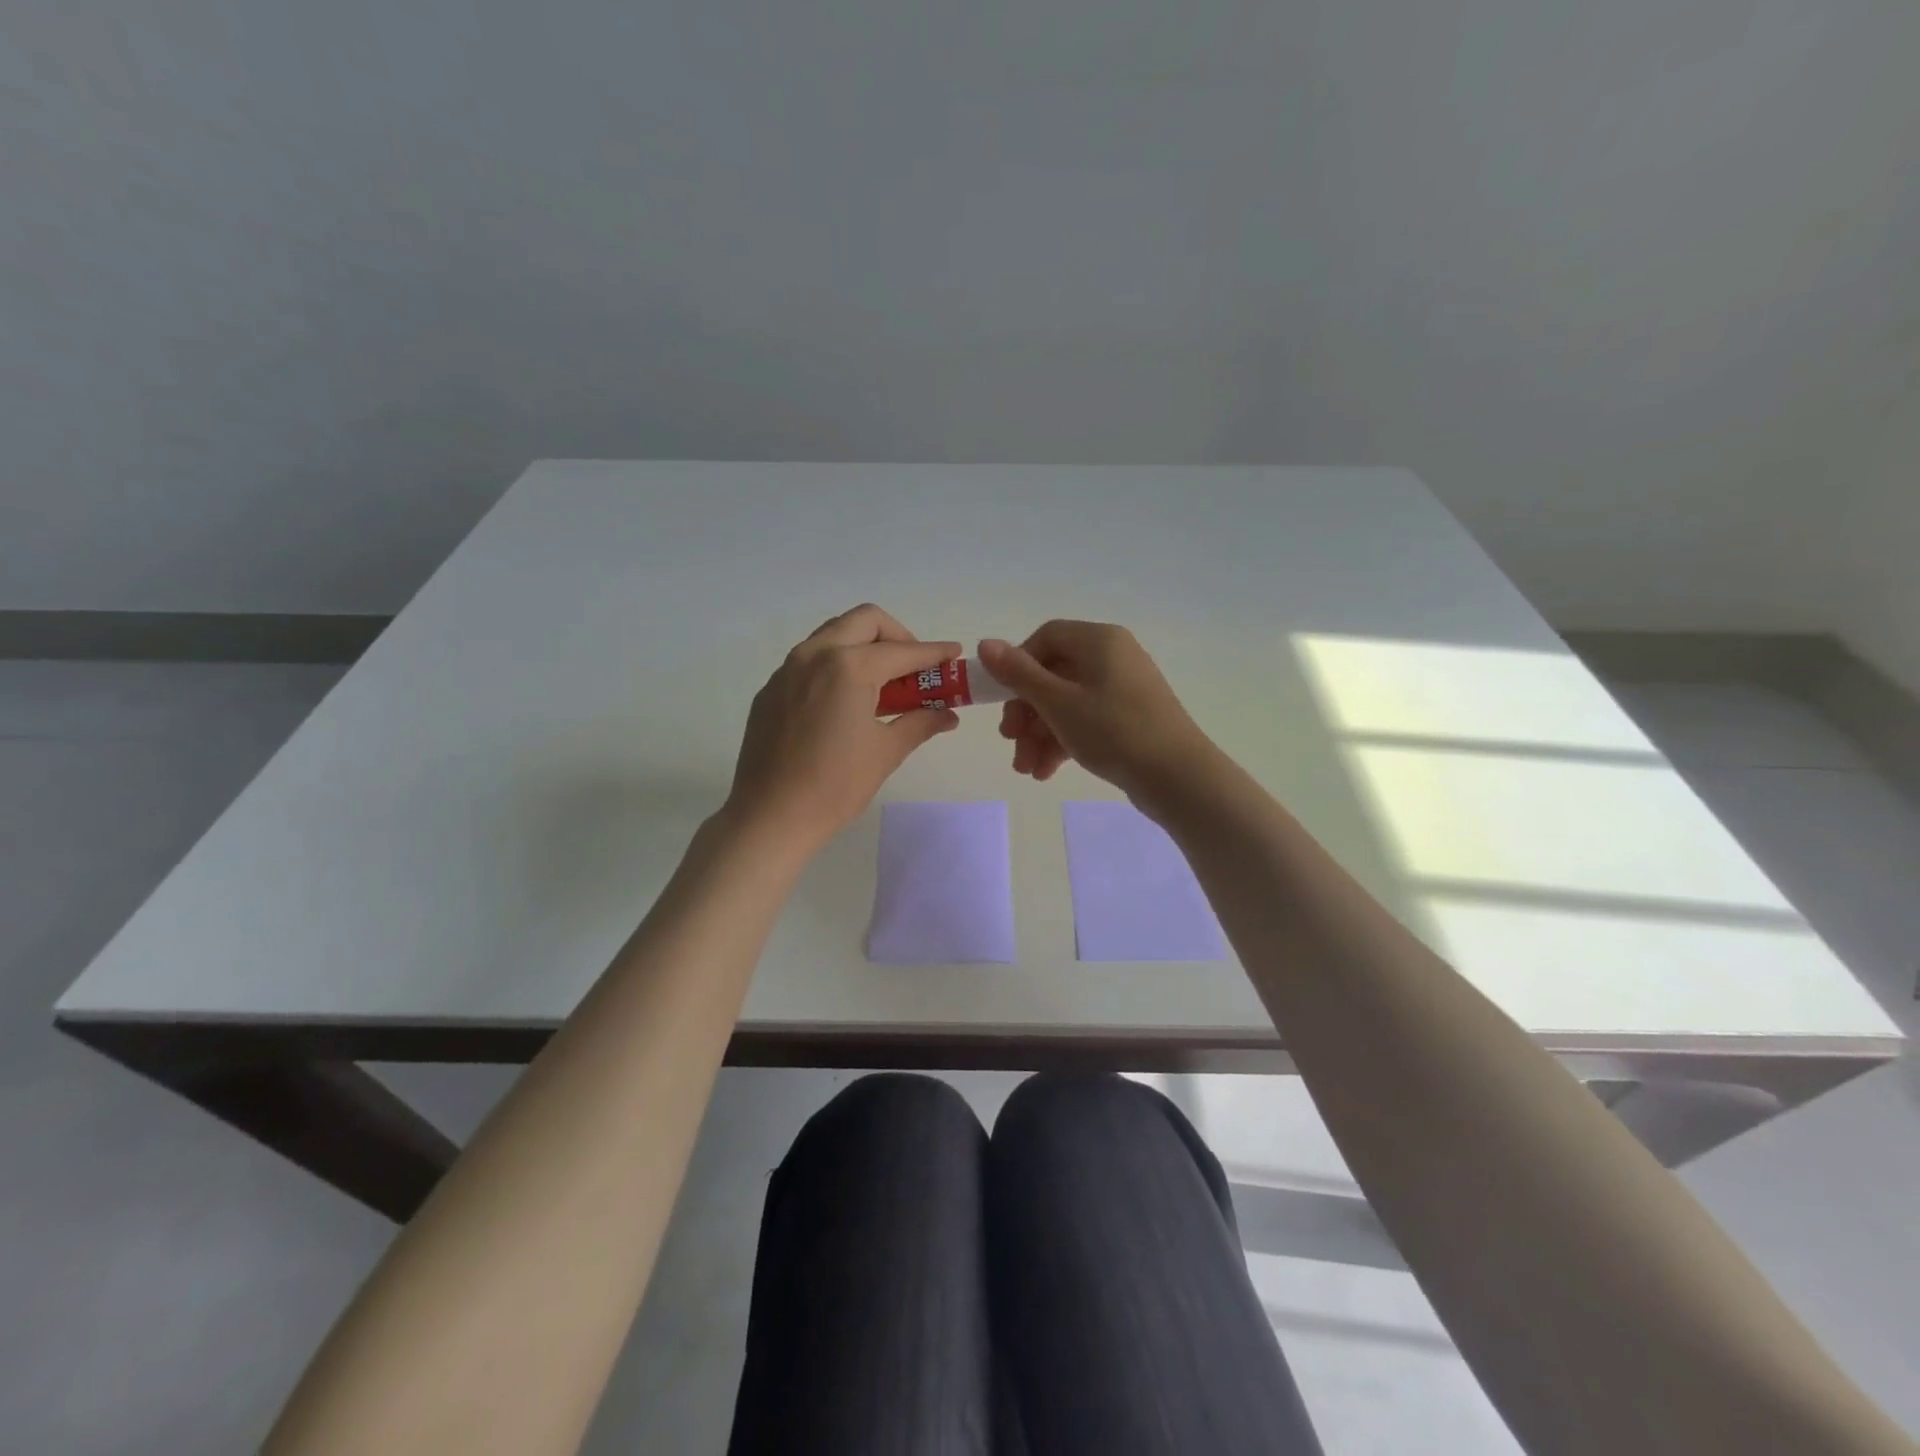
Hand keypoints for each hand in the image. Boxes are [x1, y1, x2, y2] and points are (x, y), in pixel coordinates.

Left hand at [723, 605, 960, 852]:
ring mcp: (787, 669)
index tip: (954, 653)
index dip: (934, 652)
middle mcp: (815, 655)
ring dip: (865, 646)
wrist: (770, 817)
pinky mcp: (772, 689)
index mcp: (848, 667)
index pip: (902, 651)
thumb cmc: (835, 786)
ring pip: (834, 634)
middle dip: (897, 636)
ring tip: (883, 683)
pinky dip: (837, 664)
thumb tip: (948, 715)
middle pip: (865, 621)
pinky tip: (846, 702)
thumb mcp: (886, 752)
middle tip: (914, 667)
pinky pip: (811, 660)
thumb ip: (920, 723)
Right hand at [978, 622, 1217, 810]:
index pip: (1046, 638)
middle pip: (1053, 674)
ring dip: (1040, 735)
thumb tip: (985, 644)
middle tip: (1011, 741)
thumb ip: (1018, 674)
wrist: (1177, 777)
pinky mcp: (1130, 718)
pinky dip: (1063, 742)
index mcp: (1099, 640)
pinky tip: (1046, 772)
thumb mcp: (1058, 702)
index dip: (1018, 666)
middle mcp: (1113, 656)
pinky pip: (1086, 720)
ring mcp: (1123, 689)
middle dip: (1026, 713)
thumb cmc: (1113, 730)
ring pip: (1066, 703)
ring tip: (1027, 769)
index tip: (1003, 699)